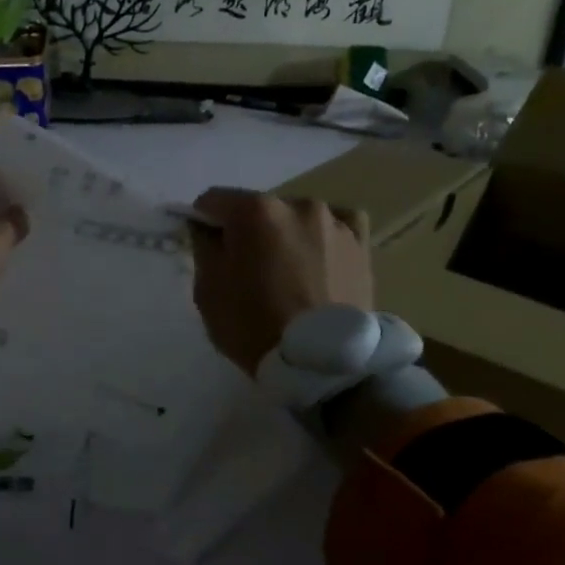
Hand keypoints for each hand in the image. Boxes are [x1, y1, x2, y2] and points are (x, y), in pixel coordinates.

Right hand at [186, 189, 372, 374]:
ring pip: (295, 218)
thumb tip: (206, 227)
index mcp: (254, 210)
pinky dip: (322, 236)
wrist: (323, 364)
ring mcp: (335, 221)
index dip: (203, 222)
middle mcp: (297, 203)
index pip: (213, 200)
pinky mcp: (361, 243)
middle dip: (246, 231)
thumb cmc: (254, 326)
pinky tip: (319, 259)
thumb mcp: (207, 290)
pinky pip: (336, 226)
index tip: (205, 248)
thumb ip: (203, 248)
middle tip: (248, 270)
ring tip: (288, 274)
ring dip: (285, 235)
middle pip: (257, 208)